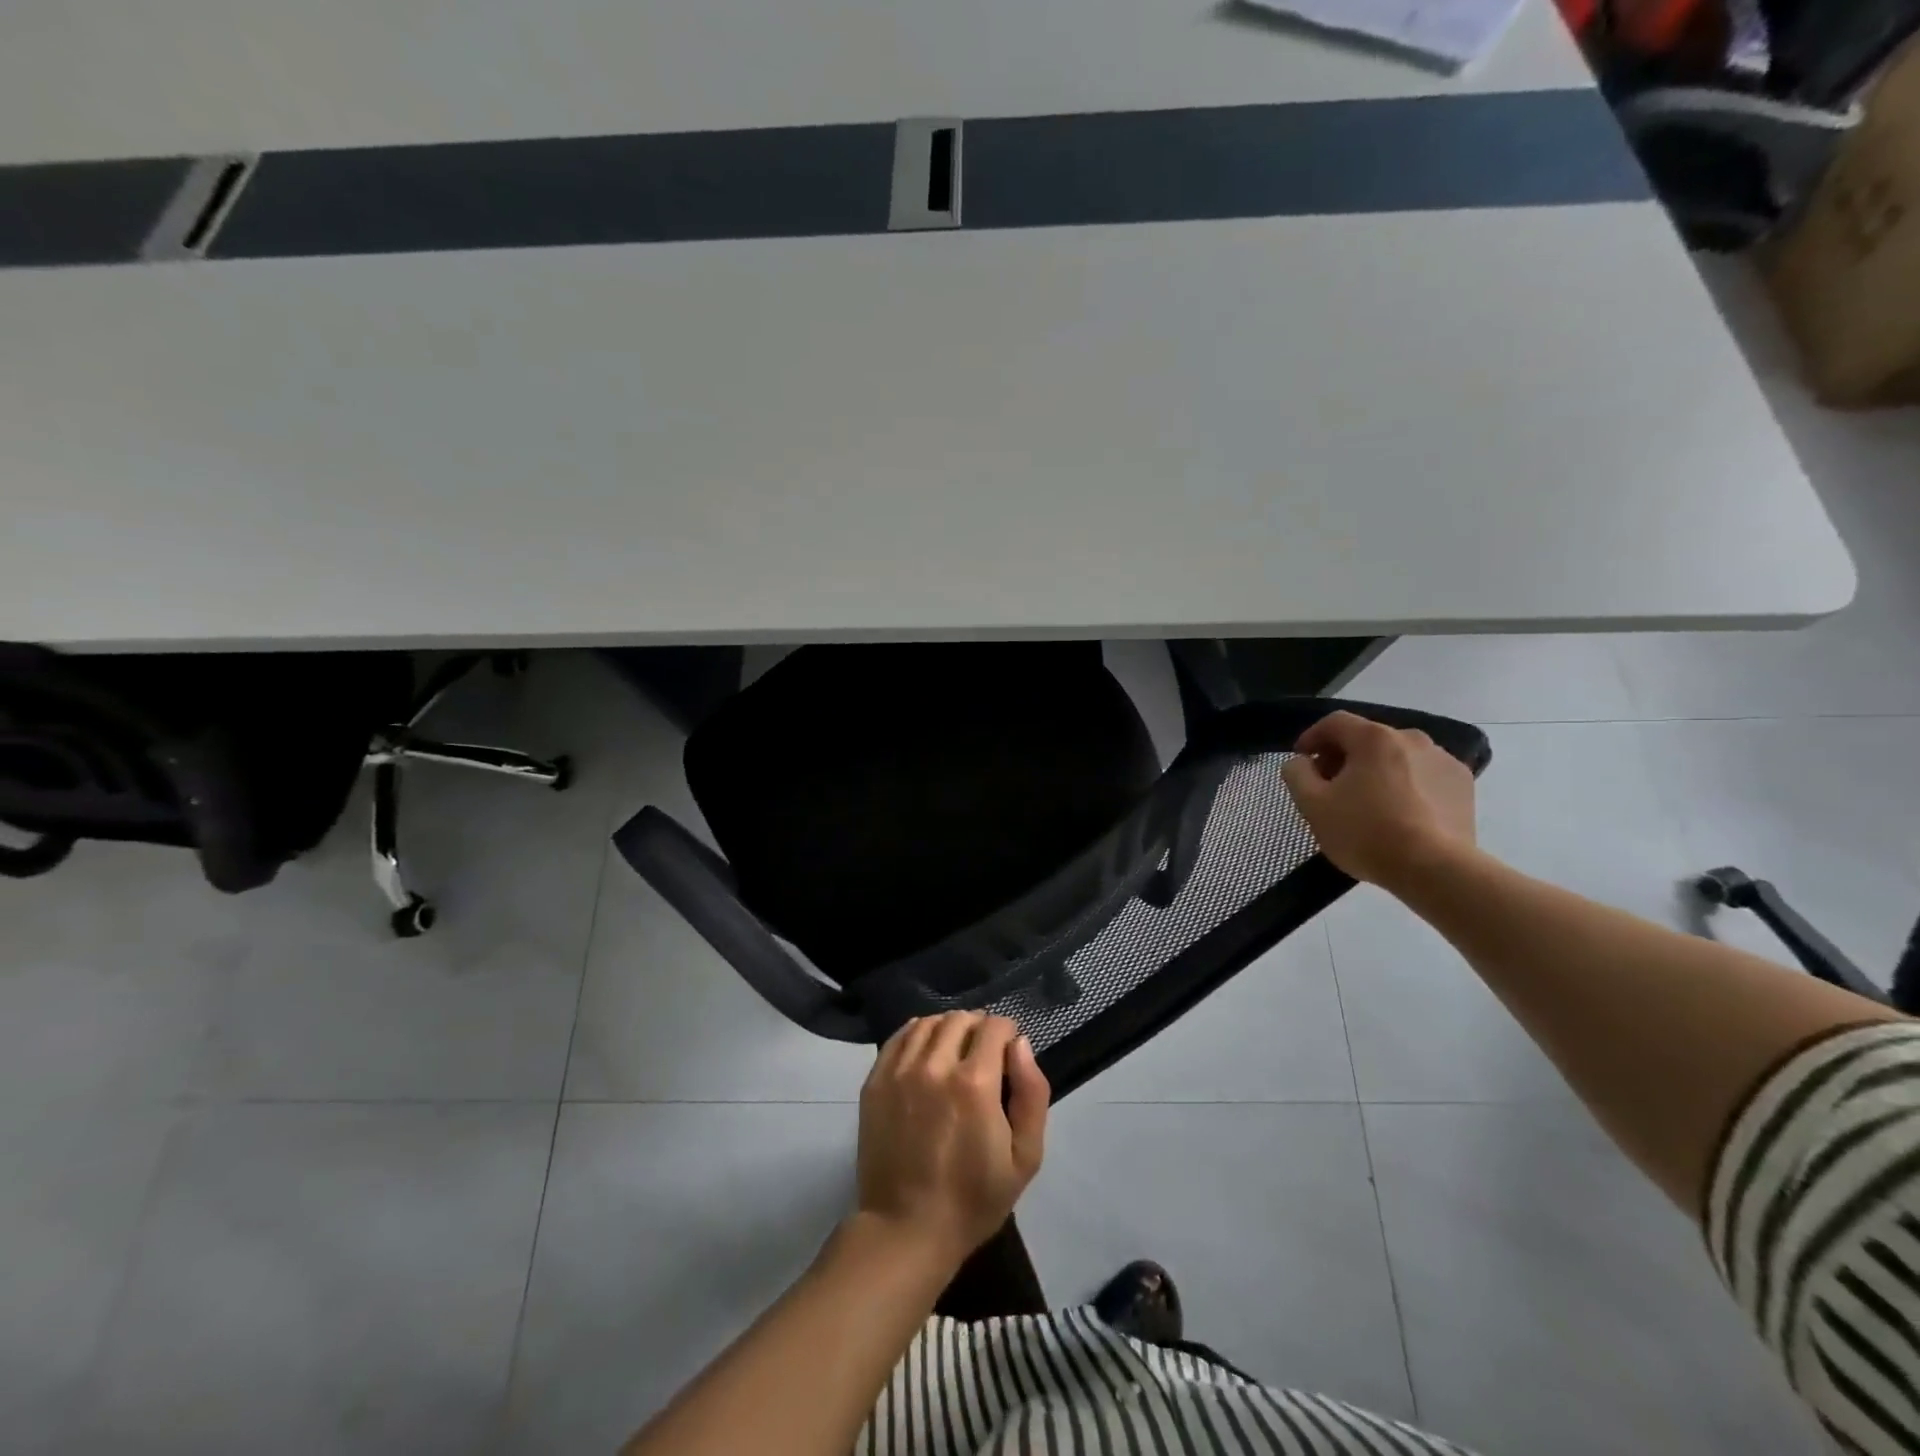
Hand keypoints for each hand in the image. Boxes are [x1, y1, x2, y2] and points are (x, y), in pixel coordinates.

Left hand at [855, 1012, 1048, 1269]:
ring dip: (947, 1029)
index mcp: (975, 1082)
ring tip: (953, 1053)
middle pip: (961, 1018)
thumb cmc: (973, 1198)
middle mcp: (935, 1065)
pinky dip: (917, 1035)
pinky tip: (925, 1053)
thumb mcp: (1025, 1157)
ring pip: (928, 1023)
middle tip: (983, 1055)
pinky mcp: (876, 1081)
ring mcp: (900, 1071)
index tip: (1008, 1054)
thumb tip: (1020, 1044)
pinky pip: (899, 1037)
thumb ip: (1032, 1093)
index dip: (1007, 1033)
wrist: (906, 1229)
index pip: (995, 1026)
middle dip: (978, 1028)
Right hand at [1280, 710, 1476, 892]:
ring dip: (1376, 771)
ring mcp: (1443, 760)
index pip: (1334, 723)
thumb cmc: (1366, 833)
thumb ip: (1297, 774)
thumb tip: (1302, 762)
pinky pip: (1424, 775)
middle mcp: (1411, 738)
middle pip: (1367, 739)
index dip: (1312, 737)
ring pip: (1397, 757)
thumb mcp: (1312, 805)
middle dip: (1343, 757)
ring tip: (1367, 803)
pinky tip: (1400, 813)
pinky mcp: (1463, 785)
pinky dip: (1406, 785)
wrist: (1436, 870)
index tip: (1301, 760)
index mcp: (1373, 738)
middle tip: (1330, 787)